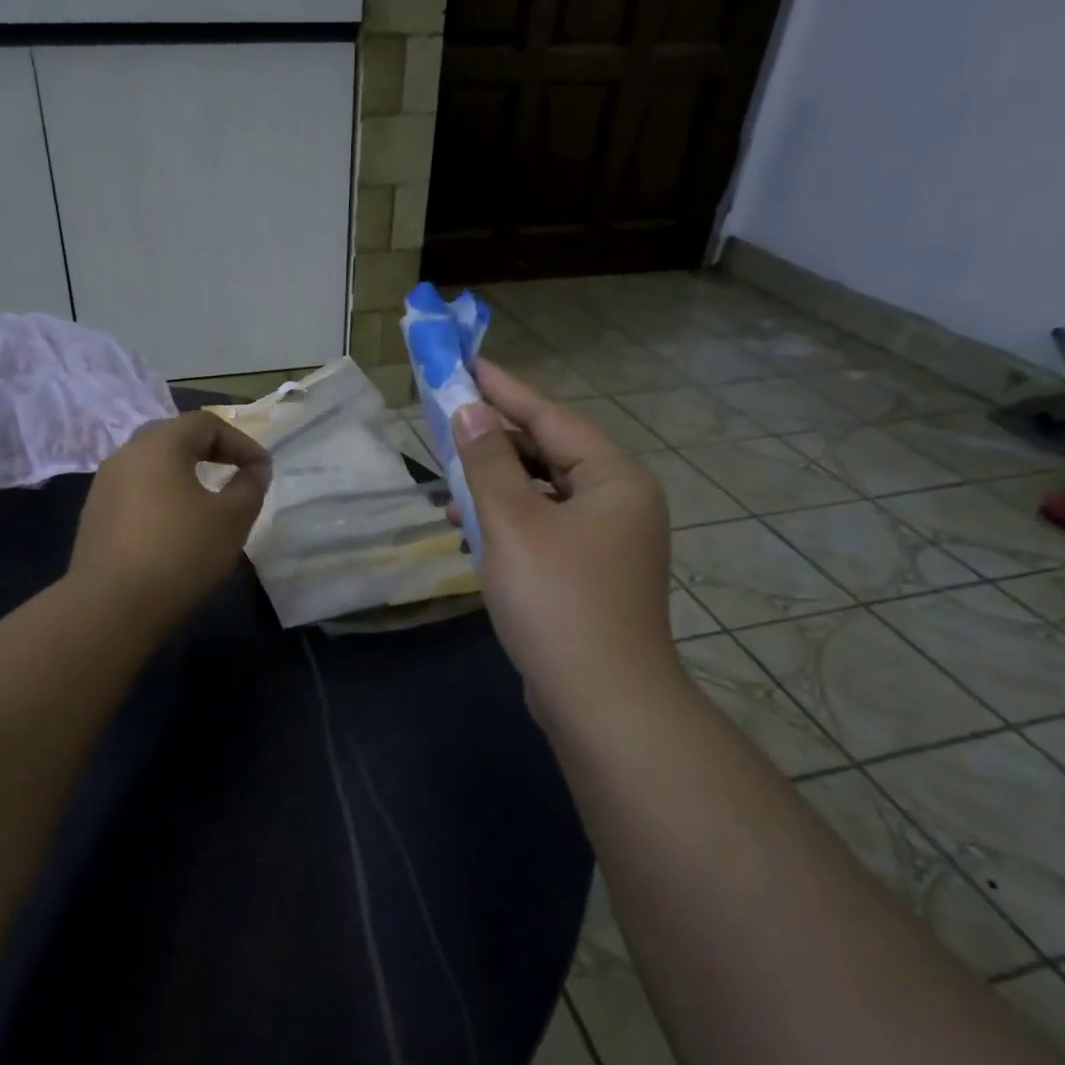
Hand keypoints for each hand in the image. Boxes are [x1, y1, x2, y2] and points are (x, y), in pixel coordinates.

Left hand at [71, 410, 271, 636]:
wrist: (111, 608)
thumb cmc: (180, 554)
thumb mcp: (232, 519)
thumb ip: (250, 486)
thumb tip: (256, 468)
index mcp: (158, 445)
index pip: (205, 423)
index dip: (241, 441)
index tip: (262, 470)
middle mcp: (125, 455)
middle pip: (174, 440)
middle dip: (211, 454)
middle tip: (236, 477)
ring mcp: (103, 487)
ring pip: (152, 469)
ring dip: (185, 479)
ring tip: (208, 506)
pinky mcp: (94, 518)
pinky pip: (136, 495)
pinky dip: (162, 501)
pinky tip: (175, 531)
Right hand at [450, 359, 677, 731]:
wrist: (600, 701)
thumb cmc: (557, 601)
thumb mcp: (512, 524)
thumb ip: (488, 463)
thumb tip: (470, 411)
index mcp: (614, 479)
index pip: (552, 417)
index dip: (505, 389)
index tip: (466, 364)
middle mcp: (618, 502)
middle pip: (550, 453)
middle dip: (495, 442)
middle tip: (446, 422)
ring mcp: (607, 542)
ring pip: (543, 494)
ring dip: (496, 486)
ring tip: (448, 484)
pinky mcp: (589, 575)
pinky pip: (543, 529)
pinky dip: (508, 524)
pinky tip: (469, 531)